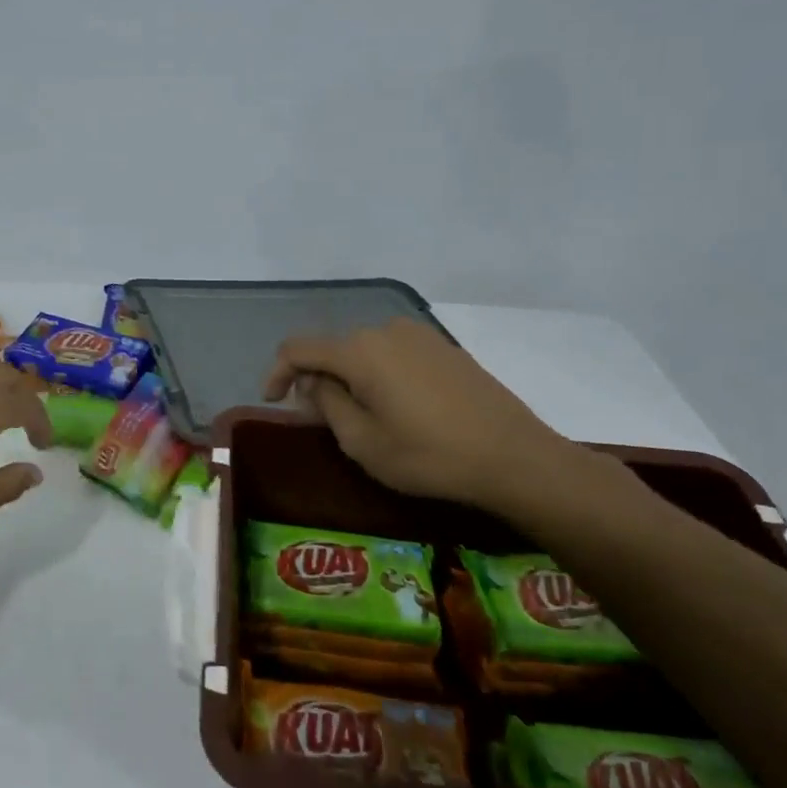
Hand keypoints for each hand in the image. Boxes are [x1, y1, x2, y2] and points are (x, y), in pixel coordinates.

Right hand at [263, 318, 581, 514]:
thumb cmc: (429, 456)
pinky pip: (395, 355)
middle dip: (318, 379)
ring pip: (365, 352)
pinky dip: (380, 375)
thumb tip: (315, 382)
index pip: (298, 348)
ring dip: (350, 378)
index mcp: (359, 351)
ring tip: (361, 417)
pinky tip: (397, 409)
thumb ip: (326, 403)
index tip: (272, 401)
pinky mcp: (445, 348)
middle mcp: (385, 330)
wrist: (514, 458)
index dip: (276, 372)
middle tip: (321, 418)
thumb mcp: (362, 442)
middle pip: (333, 349)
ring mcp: (419, 335)